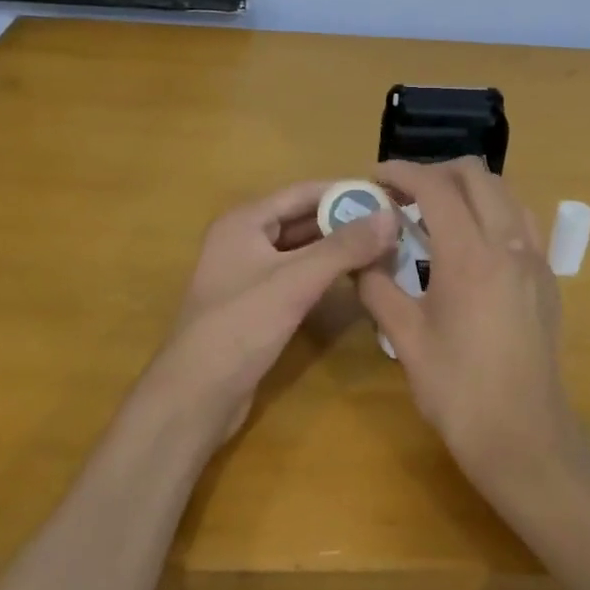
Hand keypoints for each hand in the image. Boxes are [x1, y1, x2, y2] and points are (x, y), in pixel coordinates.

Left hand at [145, 181, 398, 446]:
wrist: (195, 397)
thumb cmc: (240, 327)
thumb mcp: (296, 282)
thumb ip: (344, 247)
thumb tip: (391, 216)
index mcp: (245, 221)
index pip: (304, 192)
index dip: (346, 192)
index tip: (389, 196)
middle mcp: (243, 239)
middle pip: (303, 219)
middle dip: (346, 221)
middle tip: (394, 225)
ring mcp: (248, 273)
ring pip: (302, 250)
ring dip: (338, 249)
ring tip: (384, 248)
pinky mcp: (256, 304)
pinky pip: (297, 276)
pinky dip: (325, 274)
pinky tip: (356, 280)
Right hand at [357, 159, 580, 484]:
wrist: (523, 434)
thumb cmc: (457, 389)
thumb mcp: (405, 337)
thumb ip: (377, 286)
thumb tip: (358, 257)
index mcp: (470, 255)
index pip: (435, 187)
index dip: (402, 172)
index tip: (376, 177)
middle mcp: (509, 243)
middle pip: (477, 175)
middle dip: (436, 171)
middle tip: (403, 193)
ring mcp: (535, 258)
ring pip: (505, 193)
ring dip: (468, 188)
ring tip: (436, 212)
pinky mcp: (547, 277)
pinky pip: (522, 221)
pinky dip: (493, 212)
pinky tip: (470, 243)